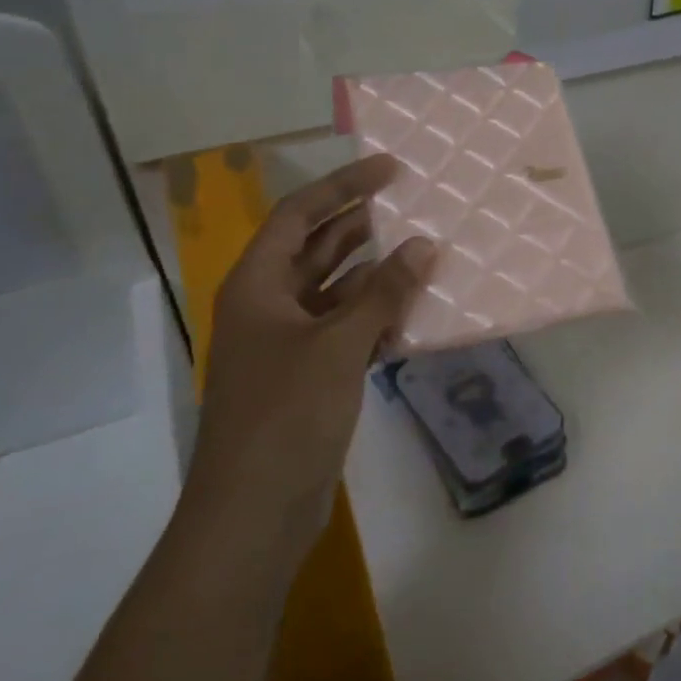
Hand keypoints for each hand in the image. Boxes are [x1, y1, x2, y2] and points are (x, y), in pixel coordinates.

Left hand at [187, 155, 434, 548]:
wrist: (255, 511)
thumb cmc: (286, 415)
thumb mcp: (339, 345)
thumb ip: (384, 292)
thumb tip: (425, 245)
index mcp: (257, 285)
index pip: (299, 215)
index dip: (343, 187)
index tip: (390, 169)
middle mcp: (268, 305)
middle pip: (317, 248)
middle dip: (363, 226)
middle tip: (415, 205)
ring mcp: (288, 343)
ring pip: (337, 290)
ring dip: (376, 274)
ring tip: (426, 254)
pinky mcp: (309, 375)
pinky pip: (347, 329)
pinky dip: (377, 316)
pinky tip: (415, 312)